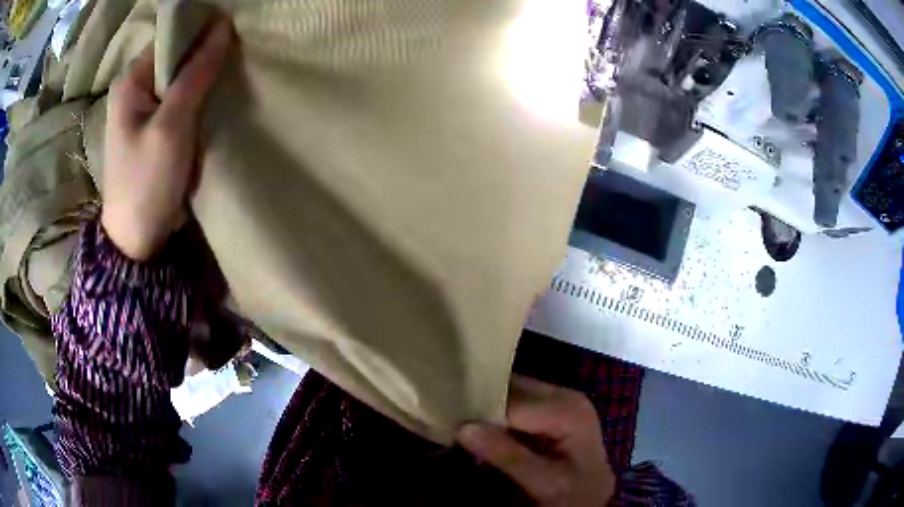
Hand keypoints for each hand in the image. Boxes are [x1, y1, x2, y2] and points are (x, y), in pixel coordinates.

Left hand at [102, 17, 232, 259]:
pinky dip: (200, 100)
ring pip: (182, 79)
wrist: (138, 240)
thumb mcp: (172, 126)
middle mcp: (136, 89)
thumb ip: (196, 75)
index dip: (201, 33)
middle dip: (205, 57)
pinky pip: (182, 101)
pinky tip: (214, 104)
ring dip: (205, 81)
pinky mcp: (156, 129)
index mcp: (131, 81)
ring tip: (228, 81)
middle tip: (234, 61)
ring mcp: (145, 110)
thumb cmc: (147, 182)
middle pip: (177, 57)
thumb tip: (223, 28)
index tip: (232, 36)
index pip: (171, 39)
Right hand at [457, 376, 615, 506]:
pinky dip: (499, 412)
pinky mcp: (554, 407)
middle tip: (451, 416)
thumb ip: (506, 455)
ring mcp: (561, 399)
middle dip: (482, 404)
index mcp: (568, 410)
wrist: (591, 496)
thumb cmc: (573, 491)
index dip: (480, 411)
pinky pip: (519, 401)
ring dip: (487, 407)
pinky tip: (482, 424)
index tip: (449, 419)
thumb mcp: (543, 482)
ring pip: (513, 392)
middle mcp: (565, 395)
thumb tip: (463, 428)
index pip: (512, 402)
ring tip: (460, 419)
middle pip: (513, 390)